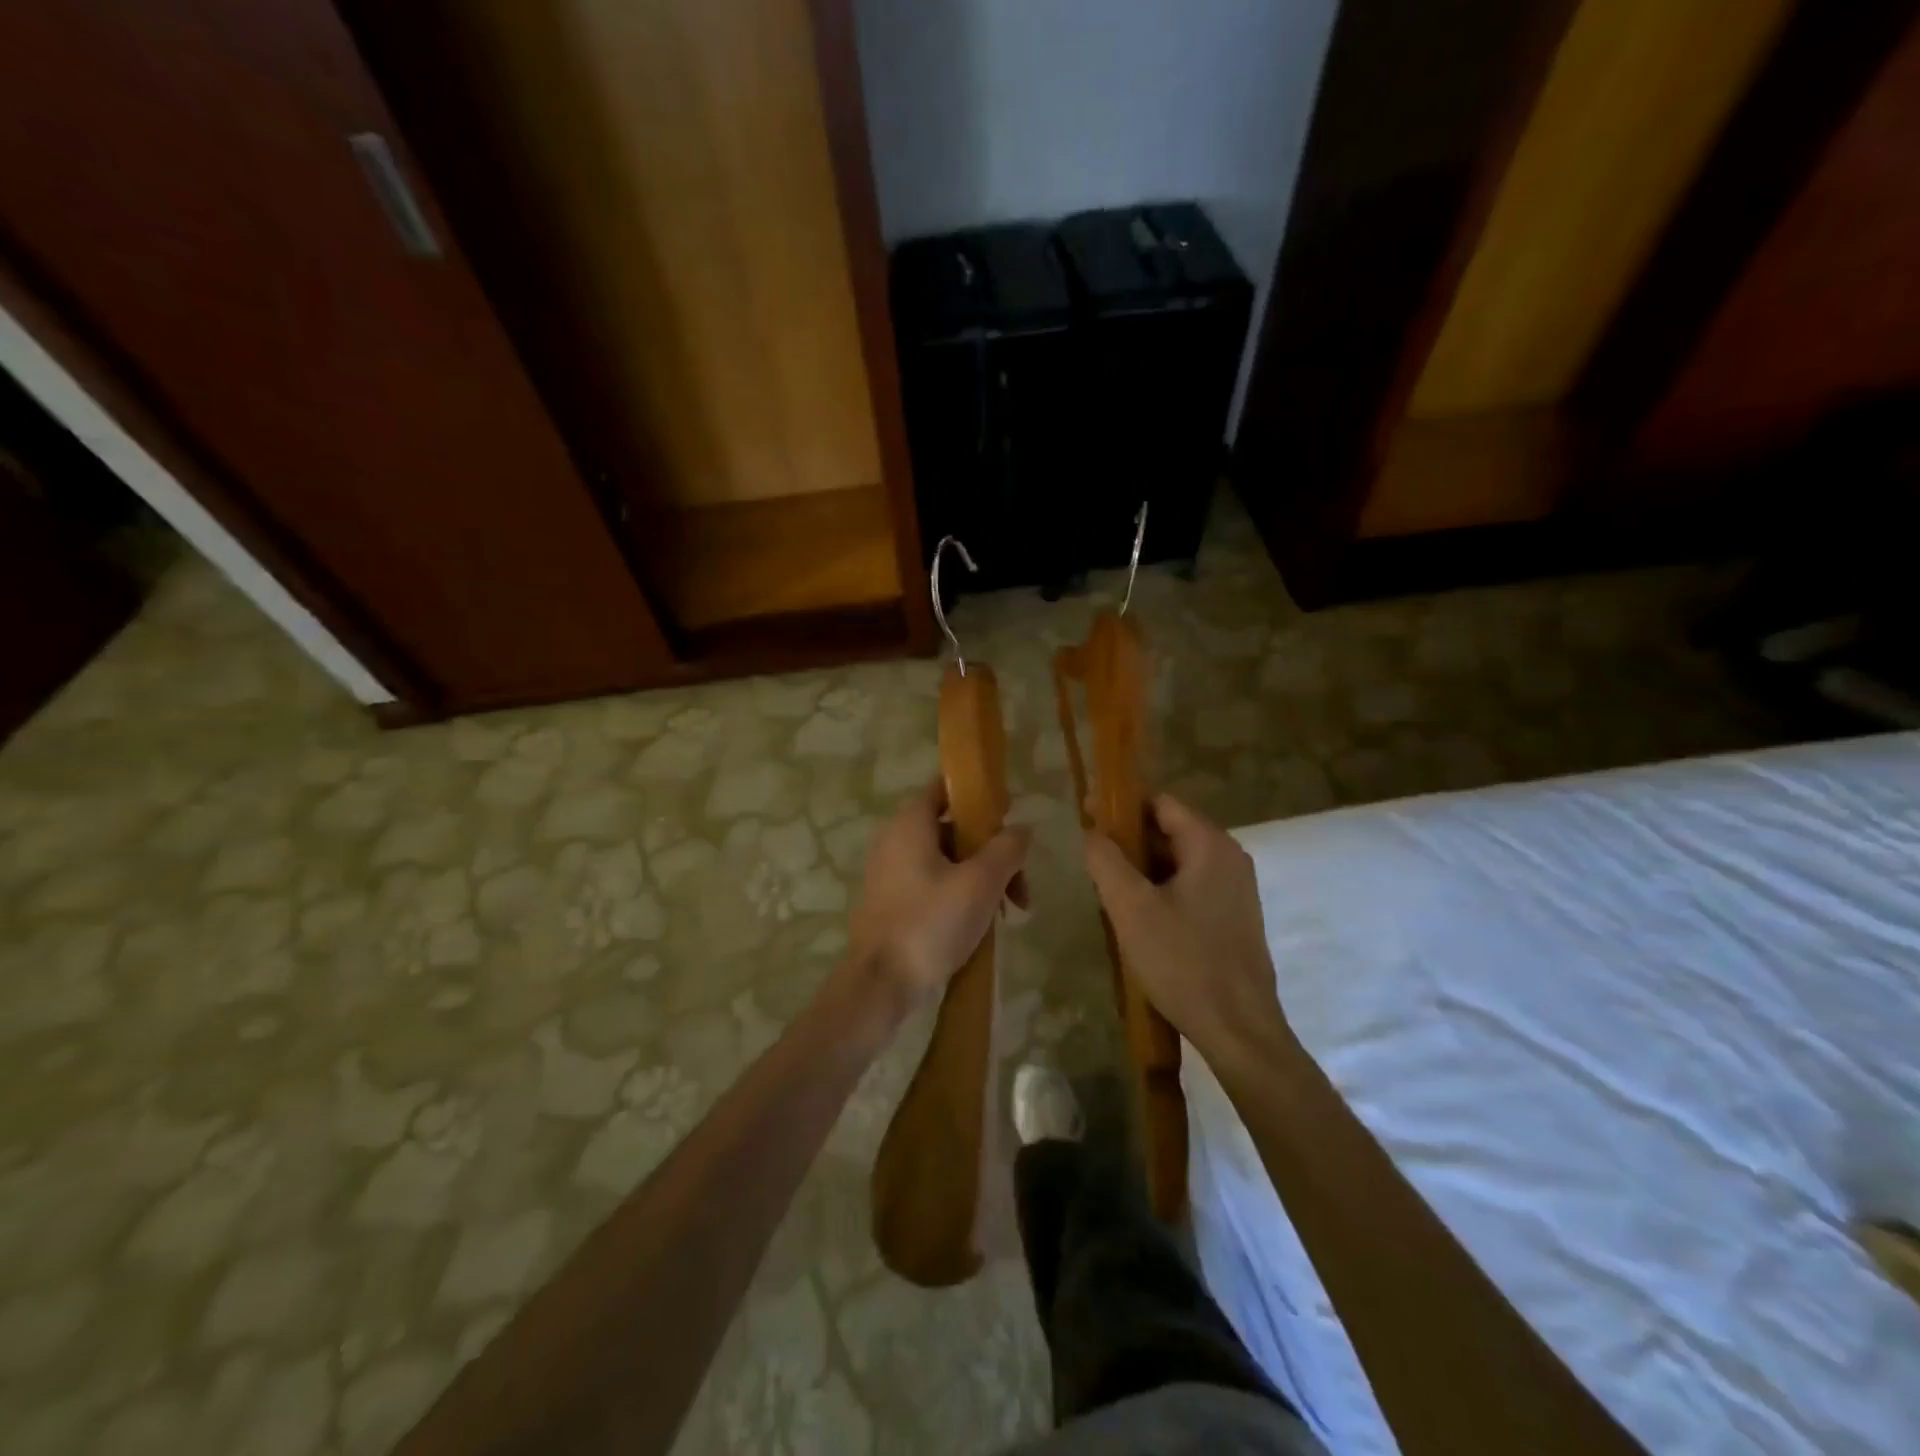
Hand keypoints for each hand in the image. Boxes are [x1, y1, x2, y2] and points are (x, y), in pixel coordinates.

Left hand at [845, 779, 1030, 1026]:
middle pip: (953, 829)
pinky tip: (981, 923)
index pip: (947, 788)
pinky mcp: (890, 900)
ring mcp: (889, 871)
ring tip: (1009, 913)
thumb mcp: (980, 883)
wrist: (880, 984)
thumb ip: (1006, 849)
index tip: (1010, 816)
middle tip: (1020, 886)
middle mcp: (895, 838)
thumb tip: (1021, 829)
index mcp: (911, 822)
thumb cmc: (931, 923)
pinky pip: (932, 883)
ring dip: (981, 878)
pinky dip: (959, 893)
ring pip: (947, 860)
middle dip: (992, 852)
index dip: (981, 797)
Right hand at [1083, 794, 1288, 1065]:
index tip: (1085, 814)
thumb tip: (1092, 832)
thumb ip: (1106, 860)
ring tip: (1106, 886)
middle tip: (1090, 855)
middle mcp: (1229, 858)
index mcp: (1210, 845)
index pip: (1160, 802)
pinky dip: (1161, 889)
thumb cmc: (1183, 961)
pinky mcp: (1233, 917)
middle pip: (1170, 830)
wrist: (1238, 1029)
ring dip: (1142, 867)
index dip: (1120, 805)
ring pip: (1178, 862)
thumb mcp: (1131, 907)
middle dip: (1128, 838)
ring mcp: (1235, 889)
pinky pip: (1190, 887)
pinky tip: (1136, 914)